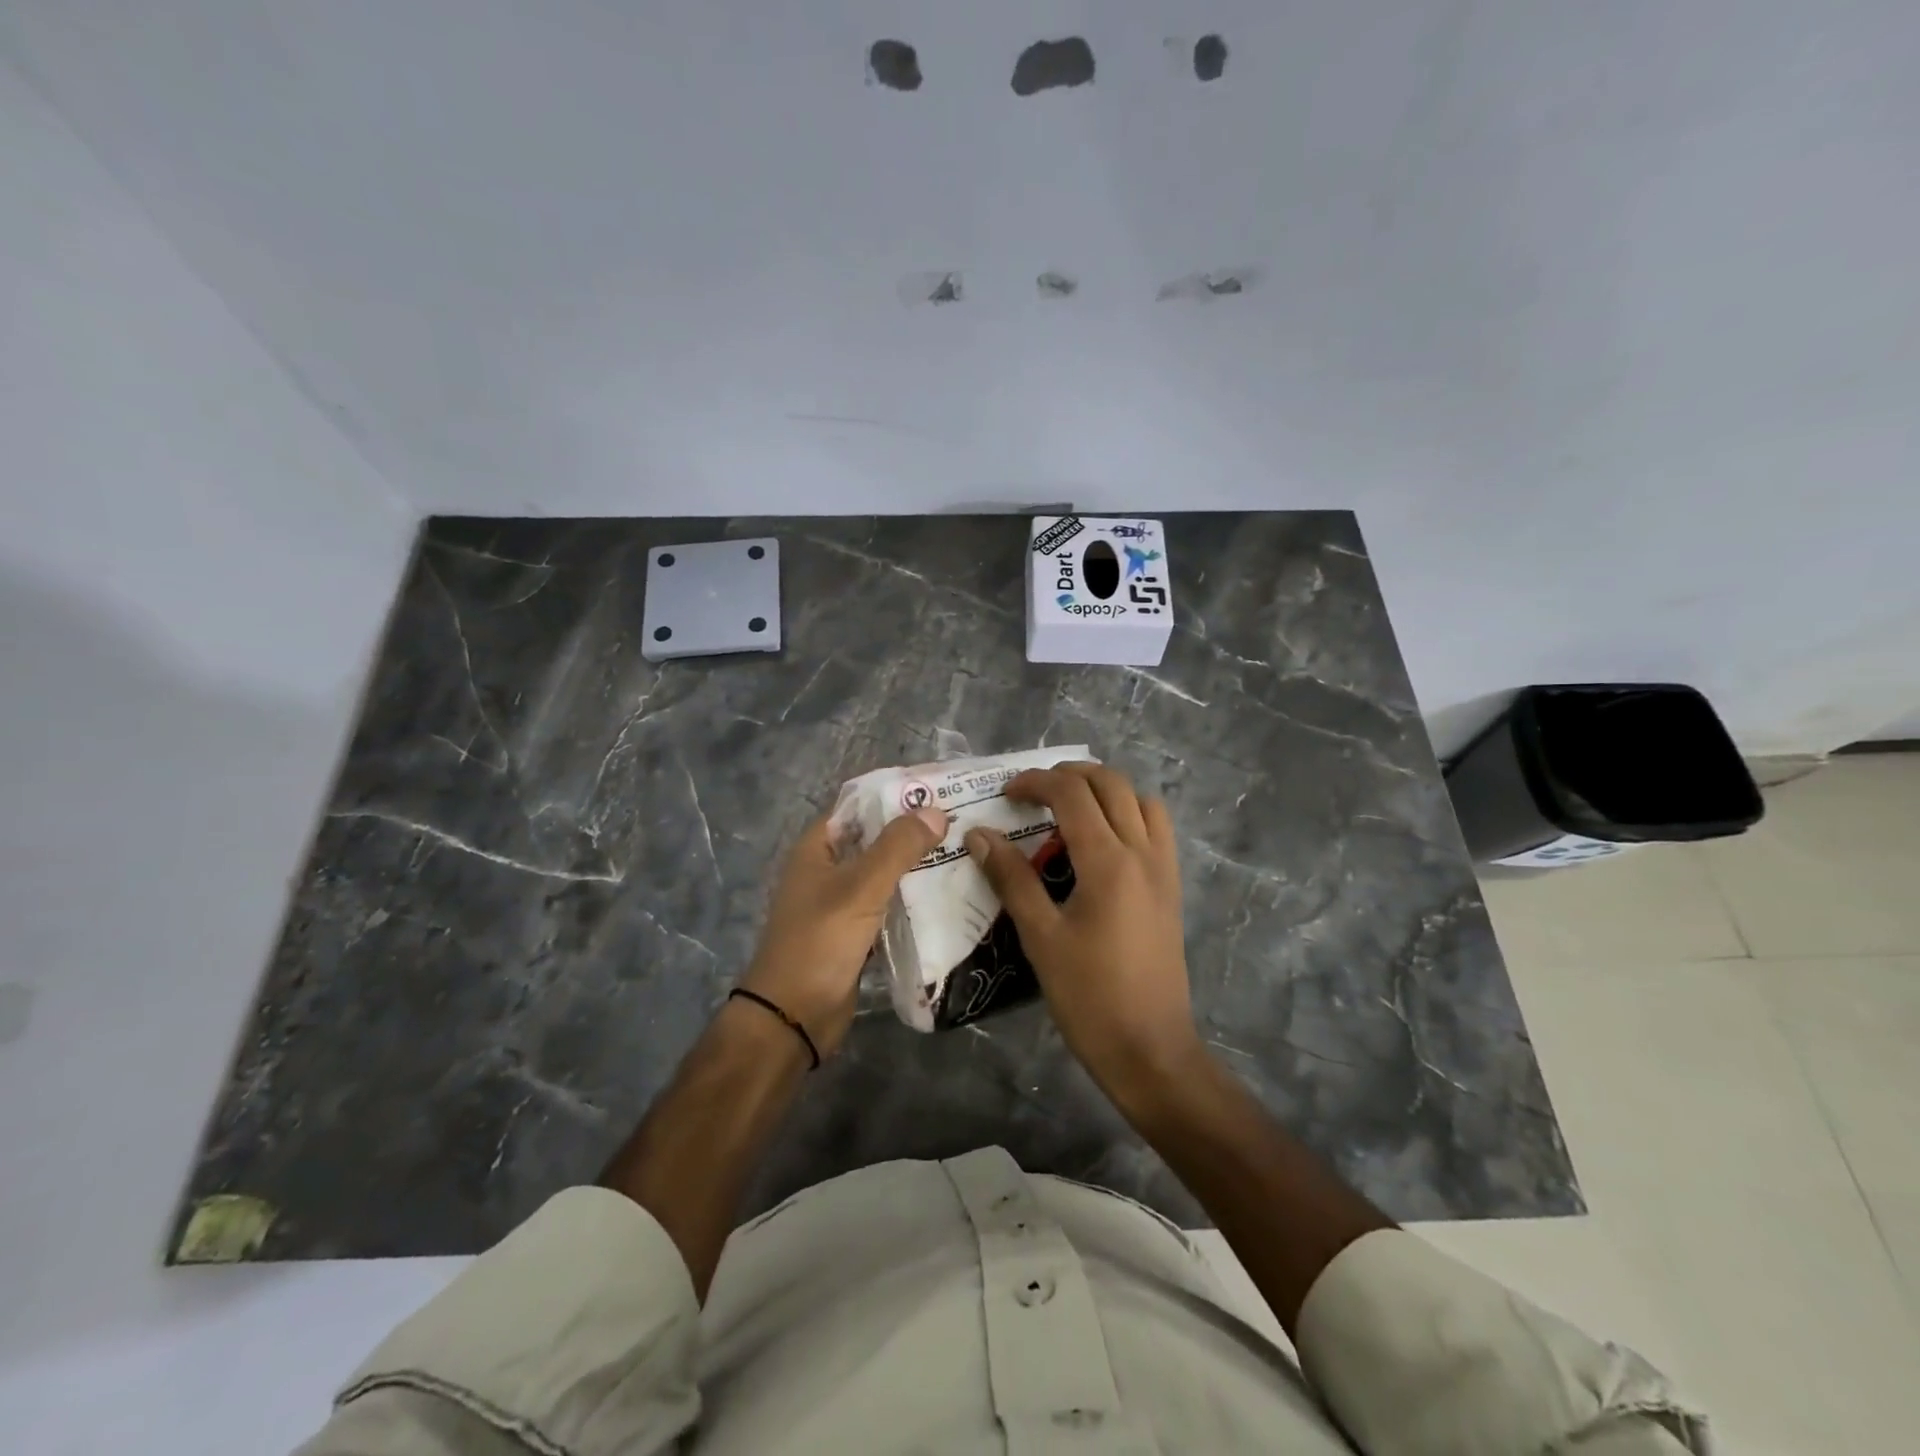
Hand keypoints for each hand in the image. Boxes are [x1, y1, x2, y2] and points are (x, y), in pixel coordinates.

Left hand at [740, 804, 948, 1058]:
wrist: (794, 1016)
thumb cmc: (820, 941)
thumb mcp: (860, 887)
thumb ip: (898, 847)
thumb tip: (936, 811)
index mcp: (818, 848)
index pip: (860, 805)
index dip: (896, 795)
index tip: (940, 790)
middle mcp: (829, 869)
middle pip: (876, 838)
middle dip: (915, 831)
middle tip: (964, 821)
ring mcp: (842, 902)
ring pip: (886, 873)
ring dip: (917, 866)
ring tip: (965, 852)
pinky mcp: (857, 932)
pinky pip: (890, 905)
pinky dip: (913, 898)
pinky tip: (949, 894)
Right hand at [965, 764, 1200, 1102]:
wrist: (1151, 1049)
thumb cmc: (1089, 996)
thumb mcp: (1041, 937)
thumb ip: (1011, 879)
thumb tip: (979, 835)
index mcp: (1109, 861)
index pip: (1072, 794)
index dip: (1036, 782)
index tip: (1006, 794)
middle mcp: (1143, 852)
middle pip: (1111, 783)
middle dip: (1069, 775)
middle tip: (1034, 792)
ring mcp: (1164, 868)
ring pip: (1140, 800)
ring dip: (1104, 789)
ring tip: (1069, 807)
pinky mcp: (1172, 887)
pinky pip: (1157, 827)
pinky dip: (1130, 812)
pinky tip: (1103, 840)